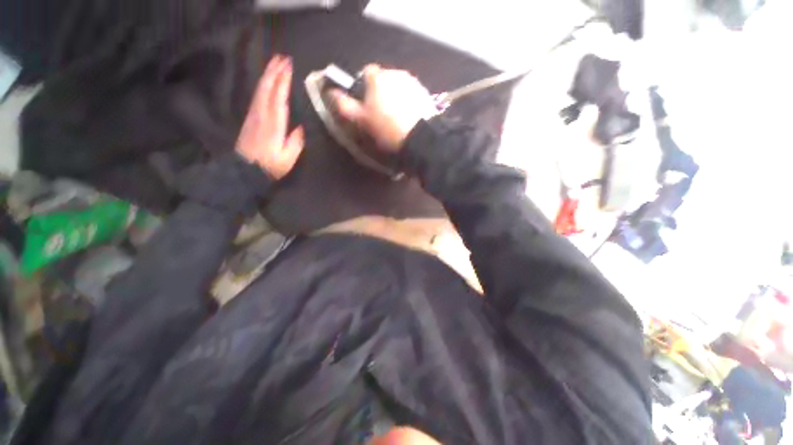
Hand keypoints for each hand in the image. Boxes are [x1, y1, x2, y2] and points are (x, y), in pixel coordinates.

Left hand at [236, 55, 304, 179]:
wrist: (245, 170)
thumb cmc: (270, 166)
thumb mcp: (288, 158)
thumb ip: (295, 142)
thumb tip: (301, 127)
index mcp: (273, 125)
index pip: (278, 98)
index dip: (282, 81)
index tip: (288, 67)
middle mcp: (262, 115)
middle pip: (266, 89)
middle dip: (274, 72)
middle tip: (282, 57)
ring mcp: (254, 115)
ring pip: (260, 90)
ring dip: (267, 75)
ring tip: (274, 63)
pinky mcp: (250, 118)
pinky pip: (257, 97)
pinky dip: (262, 85)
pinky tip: (266, 81)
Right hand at [332, 65, 436, 151]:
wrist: (419, 138)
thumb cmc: (387, 129)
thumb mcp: (361, 121)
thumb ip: (345, 105)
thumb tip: (331, 91)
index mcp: (377, 77)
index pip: (365, 72)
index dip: (363, 87)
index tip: (366, 103)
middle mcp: (395, 73)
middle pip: (383, 79)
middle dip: (380, 91)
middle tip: (381, 113)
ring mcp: (412, 81)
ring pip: (397, 85)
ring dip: (394, 96)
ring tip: (395, 116)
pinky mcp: (424, 92)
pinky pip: (410, 93)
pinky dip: (407, 101)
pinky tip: (408, 116)